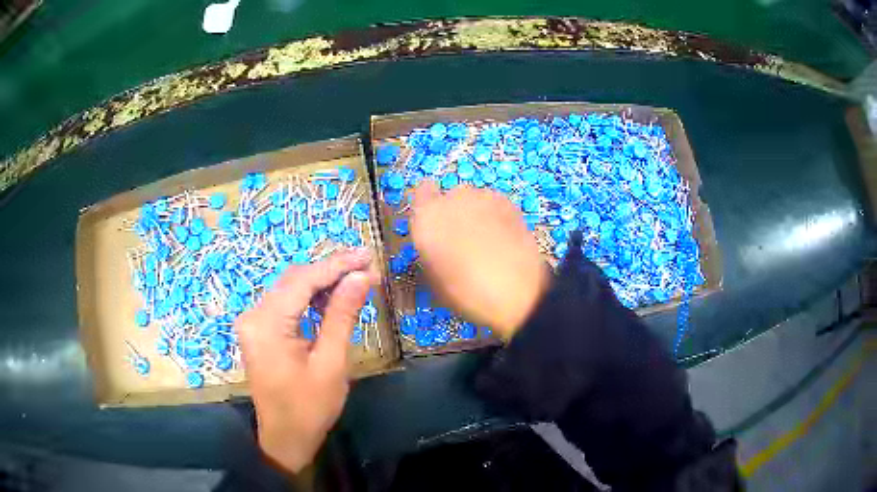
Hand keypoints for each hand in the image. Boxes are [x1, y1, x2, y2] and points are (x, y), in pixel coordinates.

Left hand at [236, 248, 377, 472]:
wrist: (285, 438)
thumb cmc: (310, 407)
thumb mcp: (331, 363)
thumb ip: (342, 316)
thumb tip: (360, 277)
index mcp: (267, 324)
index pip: (303, 281)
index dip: (336, 265)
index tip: (367, 255)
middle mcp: (253, 315)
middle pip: (294, 280)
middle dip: (330, 271)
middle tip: (366, 266)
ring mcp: (253, 322)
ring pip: (290, 289)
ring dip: (321, 283)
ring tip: (355, 280)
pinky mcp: (259, 330)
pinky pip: (285, 304)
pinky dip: (309, 298)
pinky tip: (331, 299)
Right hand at [411, 181, 549, 339]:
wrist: (518, 292)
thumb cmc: (467, 293)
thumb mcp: (435, 279)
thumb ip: (430, 250)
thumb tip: (435, 244)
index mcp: (428, 217)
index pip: (420, 192)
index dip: (427, 207)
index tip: (432, 224)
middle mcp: (453, 199)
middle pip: (448, 196)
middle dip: (452, 213)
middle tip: (460, 240)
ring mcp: (483, 197)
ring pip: (473, 199)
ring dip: (475, 214)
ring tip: (485, 241)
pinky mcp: (508, 202)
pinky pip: (493, 205)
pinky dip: (494, 216)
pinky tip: (502, 239)